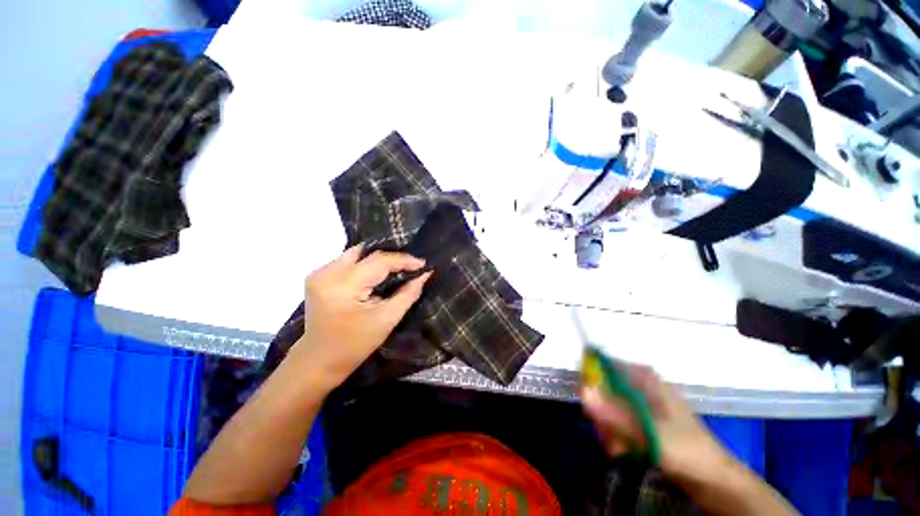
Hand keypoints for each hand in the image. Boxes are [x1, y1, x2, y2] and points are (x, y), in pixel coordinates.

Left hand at [290, 244, 431, 387]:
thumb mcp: (387, 319)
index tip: (423, 264)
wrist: (319, 360)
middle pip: (366, 253)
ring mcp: (319, 273)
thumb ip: (408, 293)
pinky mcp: (317, 276)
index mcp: (344, 286)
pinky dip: (365, 264)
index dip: (403, 260)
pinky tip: (376, 274)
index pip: (379, 261)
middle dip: (391, 257)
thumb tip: (425, 274)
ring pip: (356, 253)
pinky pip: (347, 261)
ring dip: (377, 260)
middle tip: (410, 265)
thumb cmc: (355, 345)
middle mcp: (327, 273)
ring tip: (397, 268)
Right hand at [581, 364, 731, 483]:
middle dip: (601, 414)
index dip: (590, 380)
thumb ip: (613, 413)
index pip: (604, 365)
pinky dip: (615, 435)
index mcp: (643, 377)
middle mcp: (639, 385)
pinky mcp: (642, 420)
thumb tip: (582, 391)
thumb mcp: (647, 432)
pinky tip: (622, 451)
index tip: (586, 403)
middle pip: (603, 389)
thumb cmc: (684, 449)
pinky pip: (617, 421)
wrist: (712, 478)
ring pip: (608, 407)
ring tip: (617, 448)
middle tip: (606, 434)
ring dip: (607, 428)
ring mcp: (640, 403)